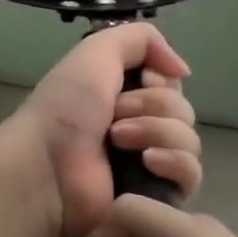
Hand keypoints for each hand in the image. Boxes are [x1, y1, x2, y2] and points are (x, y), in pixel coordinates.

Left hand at [7, 23, 202, 236]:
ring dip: (156, 131)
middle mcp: (138, 126)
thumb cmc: (66, 108)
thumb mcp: (97, 51)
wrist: (47, 167)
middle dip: (153, 105)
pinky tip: (147, 162)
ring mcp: (148, 164)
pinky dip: (174, 162)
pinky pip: (190, 175)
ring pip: (189, 140)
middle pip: (183, 110)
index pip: (171, 83)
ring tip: (118, 140)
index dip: (162, 80)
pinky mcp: (156, 197)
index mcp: (122, 94)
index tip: (143, 80)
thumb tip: (182, 70)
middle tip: (115, 114)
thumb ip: (142, 39)